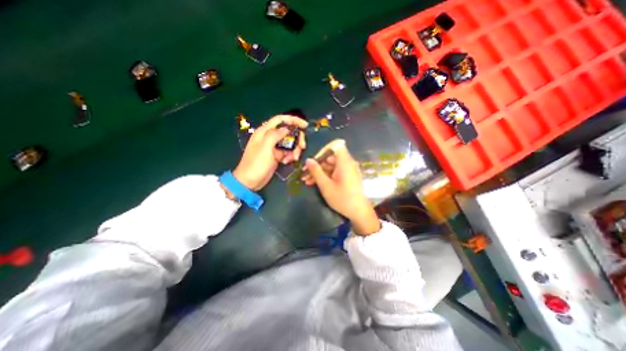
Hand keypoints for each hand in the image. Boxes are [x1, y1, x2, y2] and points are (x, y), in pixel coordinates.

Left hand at [231, 113, 306, 191]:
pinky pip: (287, 152)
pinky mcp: (277, 155)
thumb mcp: (265, 147)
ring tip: (293, 158)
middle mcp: (270, 137)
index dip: (293, 120)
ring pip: (290, 142)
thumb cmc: (256, 163)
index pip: (280, 119)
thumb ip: (275, 134)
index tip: (305, 126)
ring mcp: (274, 147)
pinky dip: (290, 156)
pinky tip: (287, 161)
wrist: (250, 181)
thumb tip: (287, 128)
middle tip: (302, 147)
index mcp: (264, 131)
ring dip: (294, 149)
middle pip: (288, 131)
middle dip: (297, 138)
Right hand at [301, 142, 377, 235]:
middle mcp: (347, 163)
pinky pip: (335, 171)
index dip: (323, 150)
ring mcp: (348, 170)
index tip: (314, 160)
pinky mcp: (347, 176)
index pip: (335, 145)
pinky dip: (325, 175)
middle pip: (331, 157)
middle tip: (305, 173)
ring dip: (319, 171)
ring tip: (306, 180)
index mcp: (344, 162)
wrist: (359, 212)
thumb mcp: (326, 186)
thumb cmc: (342, 199)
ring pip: (331, 165)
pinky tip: (314, 183)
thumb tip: (308, 160)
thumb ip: (316, 171)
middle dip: (317, 164)